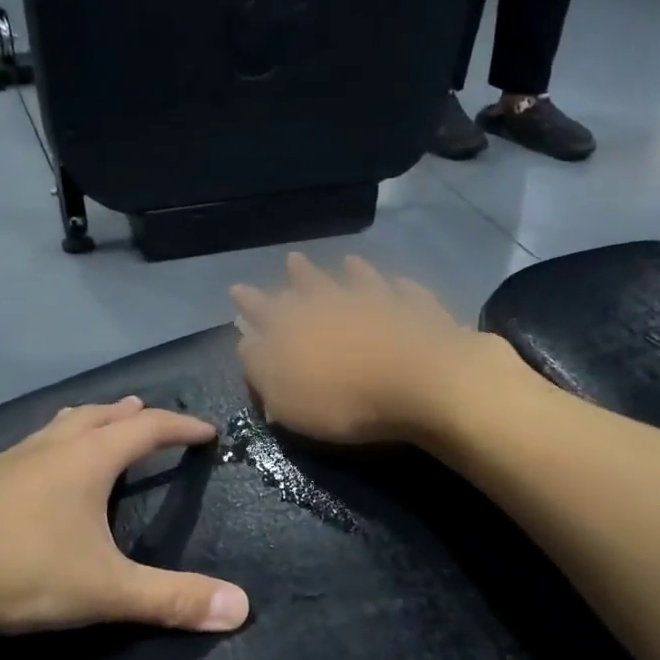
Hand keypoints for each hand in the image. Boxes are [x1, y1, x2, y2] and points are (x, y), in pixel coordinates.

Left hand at [0, 399, 249, 643]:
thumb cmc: (21, 569)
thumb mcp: (105, 589)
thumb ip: (172, 599)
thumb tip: (241, 609)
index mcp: (87, 460)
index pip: (147, 430)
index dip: (180, 428)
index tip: (206, 432)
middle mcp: (48, 449)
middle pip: (97, 417)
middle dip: (128, 415)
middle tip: (148, 413)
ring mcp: (3, 463)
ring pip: (50, 430)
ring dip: (79, 425)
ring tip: (90, 425)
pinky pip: (4, 461)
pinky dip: (22, 461)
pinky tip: (6, 474)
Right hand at [231, 253, 514, 444]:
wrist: (422, 383)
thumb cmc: (344, 399)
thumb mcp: (286, 396)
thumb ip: (261, 368)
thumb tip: (246, 341)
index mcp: (297, 328)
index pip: (265, 311)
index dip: (250, 302)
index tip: (237, 289)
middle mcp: (335, 305)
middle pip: (312, 287)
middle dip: (298, 276)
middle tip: (291, 260)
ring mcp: (381, 303)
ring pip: (360, 281)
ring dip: (350, 272)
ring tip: (345, 261)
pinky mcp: (421, 313)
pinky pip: (407, 293)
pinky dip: (399, 287)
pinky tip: (399, 283)